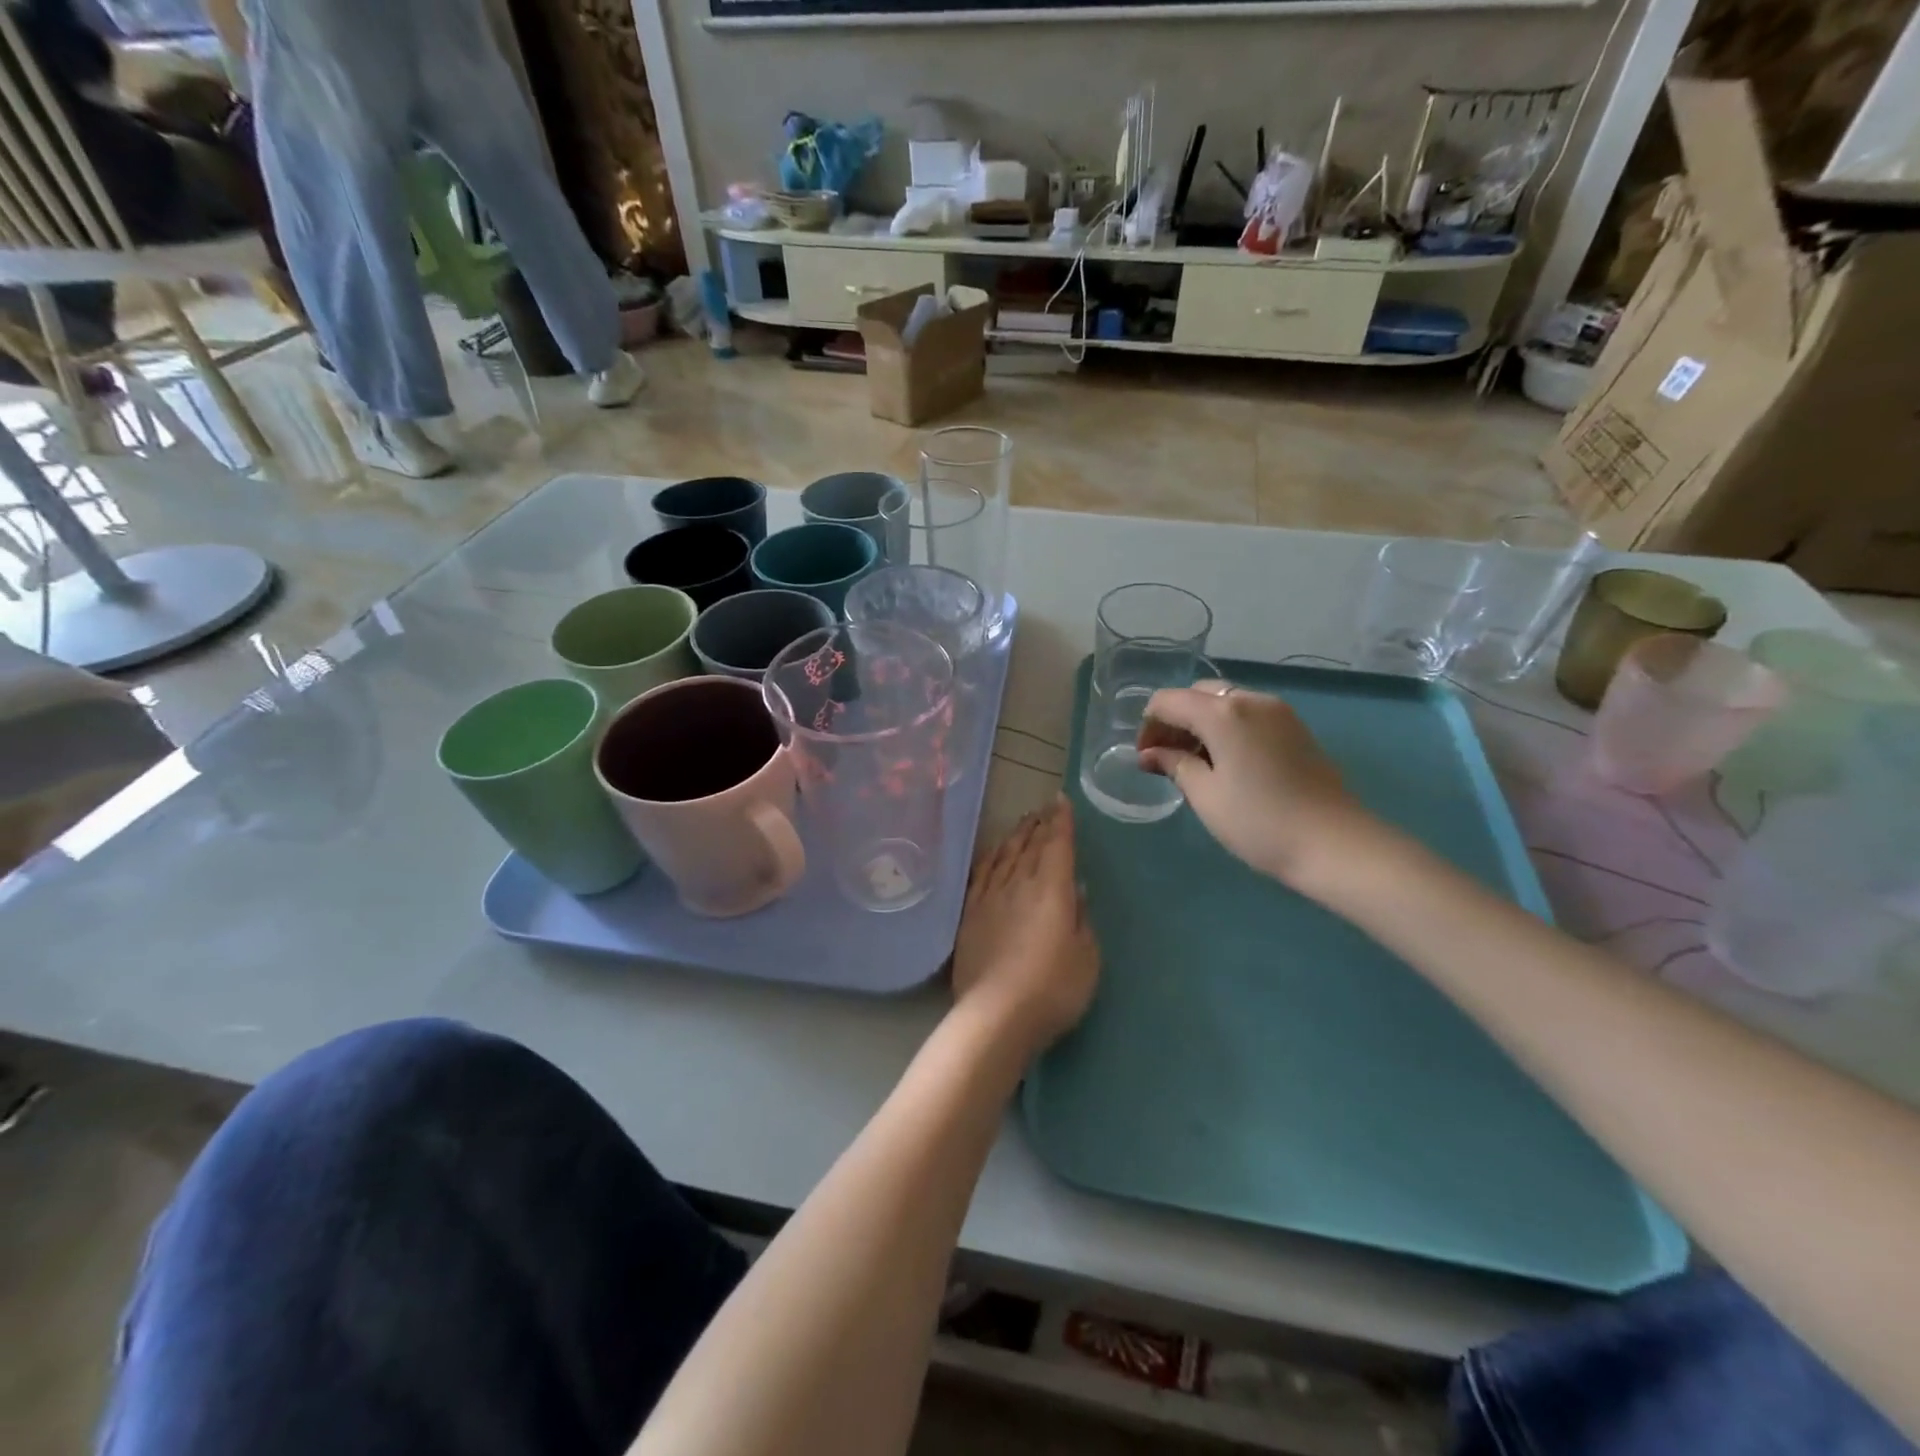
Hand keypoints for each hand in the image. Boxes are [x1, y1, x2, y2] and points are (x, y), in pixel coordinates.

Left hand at [952, 796, 1099, 1055]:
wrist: (996, 1015)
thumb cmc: (1053, 989)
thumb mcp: (1087, 957)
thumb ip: (1081, 919)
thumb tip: (1074, 889)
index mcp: (1052, 890)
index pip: (1058, 845)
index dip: (1061, 821)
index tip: (1061, 801)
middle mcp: (1019, 883)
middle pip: (1030, 845)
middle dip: (1039, 824)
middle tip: (1044, 809)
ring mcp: (990, 896)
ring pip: (1005, 854)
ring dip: (1016, 836)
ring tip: (1024, 823)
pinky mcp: (970, 913)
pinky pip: (982, 873)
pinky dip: (991, 857)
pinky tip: (993, 853)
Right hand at [1138, 684, 1373, 889]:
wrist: (1336, 845)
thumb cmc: (1259, 822)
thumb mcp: (1206, 796)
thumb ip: (1174, 765)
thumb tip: (1150, 754)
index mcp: (1223, 712)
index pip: (1168, 701)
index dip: (1148, 726)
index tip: (1145, 759)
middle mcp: (1251, 699)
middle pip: (1197, 695)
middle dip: (1174, 720)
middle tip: (1166, 759)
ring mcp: (1278, 711)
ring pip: (1225, 702)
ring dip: (1201, 723)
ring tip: (1195, 763)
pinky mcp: (1295, 727)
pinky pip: (1248, 714)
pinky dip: (1227, 728)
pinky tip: (1226, 762)